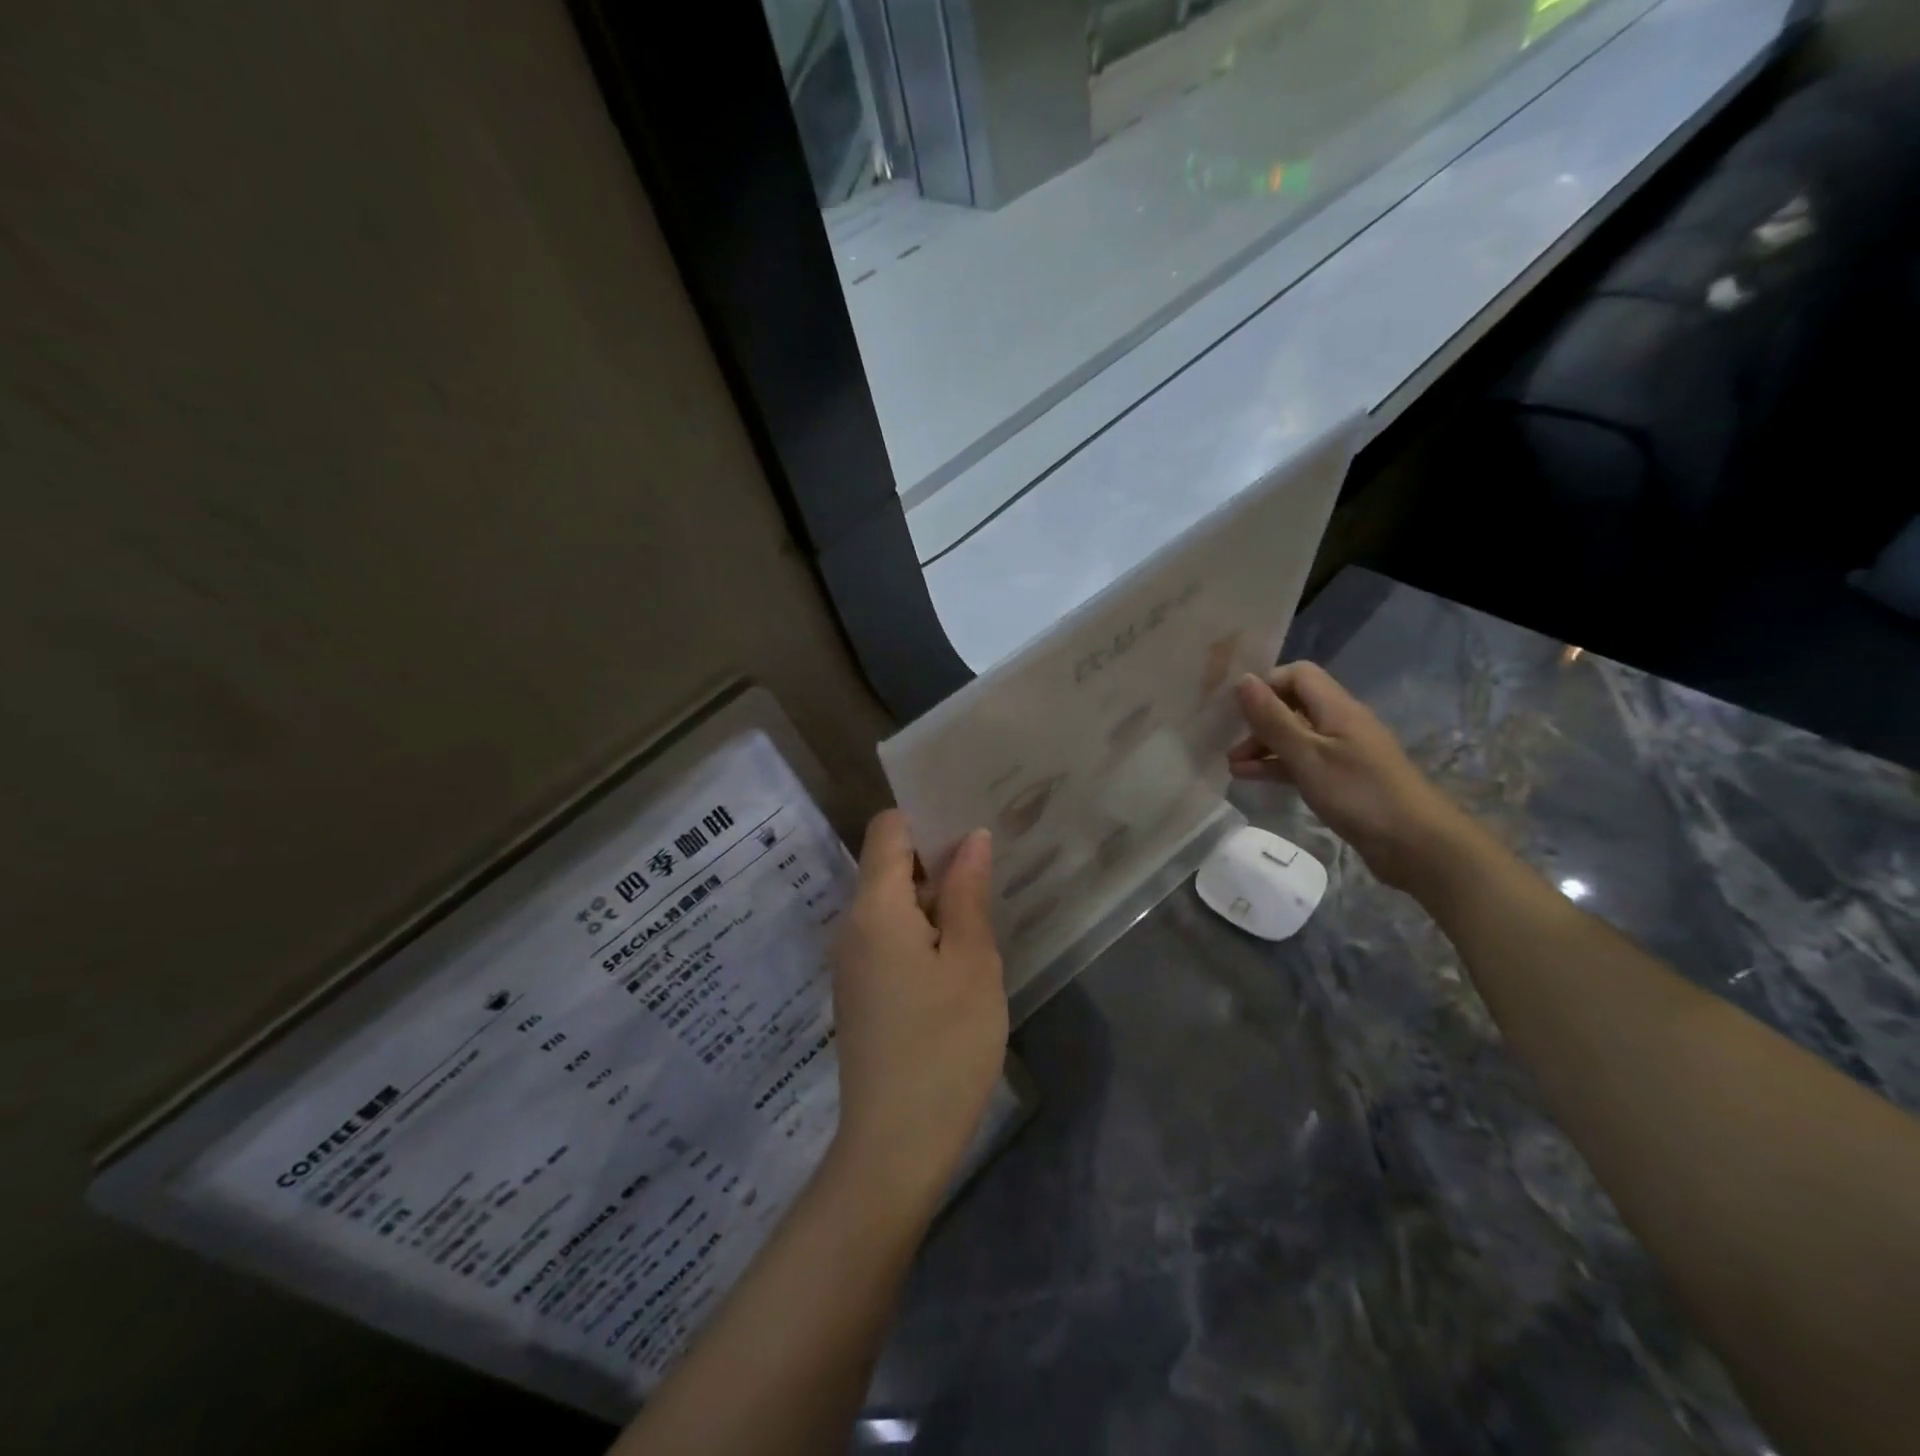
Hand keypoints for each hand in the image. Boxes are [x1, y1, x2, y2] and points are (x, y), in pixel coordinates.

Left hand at [828, 812, 1007, 1210]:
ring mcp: (851, 960)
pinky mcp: (860, 990)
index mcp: (875, 907)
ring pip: (890, 902)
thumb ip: (968, 893)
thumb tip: (971, 838)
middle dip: (937, 856)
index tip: (971, 820)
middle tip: (991, 860)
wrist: (895, 1146)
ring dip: (933, 895)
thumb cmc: (944, 1045)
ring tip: (983, 899)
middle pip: (888, 864)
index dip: (926, 816)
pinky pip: (887, 934)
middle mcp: (852, 925)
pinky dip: (921, 927)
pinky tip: (959, 947)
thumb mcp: (971, 962)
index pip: (888, 829)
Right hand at [1228, 662, 1472, 893]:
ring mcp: (1342, 752)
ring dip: (1263, 746)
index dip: (1266, 684)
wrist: (1416, 844)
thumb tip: (1243, 680)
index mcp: (1337, 708)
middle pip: (1293, 705)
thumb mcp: (1307, 755)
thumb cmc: (1359, 793)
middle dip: (1259, 720)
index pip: (1297, 675)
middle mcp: (1340, 723)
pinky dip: (1277, 766)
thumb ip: (1273, 719)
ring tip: (1232, 766)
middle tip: (1228, 742)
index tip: (1237, 709)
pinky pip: (1302, 762)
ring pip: (1295, 736)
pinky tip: (1251, 778)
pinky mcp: (1342, 779)